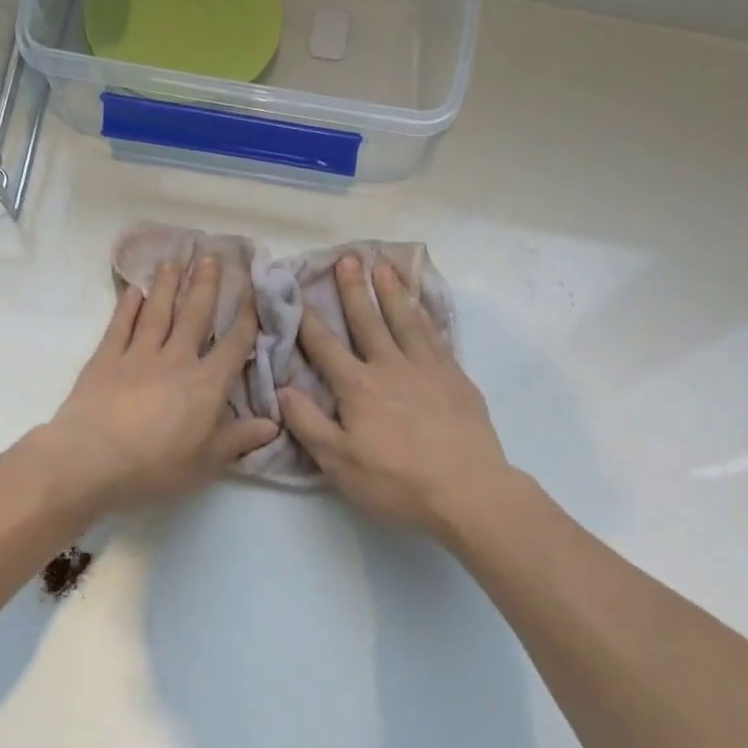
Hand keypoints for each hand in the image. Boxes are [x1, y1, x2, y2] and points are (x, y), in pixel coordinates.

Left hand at [41, 256, 278, 509]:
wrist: (92, 459)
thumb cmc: (156, 465)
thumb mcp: (206, 461)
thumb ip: (239, 439)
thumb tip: (274, 424)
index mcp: (206, 384)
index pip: (233, 344)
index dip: (246, 317)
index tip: (252, 291)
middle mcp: (176, 359)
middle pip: (195, 315)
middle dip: (206, 284)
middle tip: (211, 254)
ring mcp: (138, 355)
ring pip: (158, 312)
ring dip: (168, 285)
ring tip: (174, 260)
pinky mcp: (106, 358)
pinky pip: (121, 325)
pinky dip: (128, 306)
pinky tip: (134, 291)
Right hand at [278, 256, 511, 537]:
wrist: (467, 490)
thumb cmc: (396, 481)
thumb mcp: (339, 462)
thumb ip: (308, 423)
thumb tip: (281, 389)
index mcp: (358, 387)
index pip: (325, 347)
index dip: (308, 320)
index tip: (297, 291)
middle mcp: (391, 367)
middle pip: (368, 321)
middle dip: (354, 290)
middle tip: (347, 257)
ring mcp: (428, 369)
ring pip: (406, 320)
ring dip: (391, 292)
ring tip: (383, 266)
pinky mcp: (456, 378)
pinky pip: (437, 337)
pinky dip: (426, 316)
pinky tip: (423, 307)